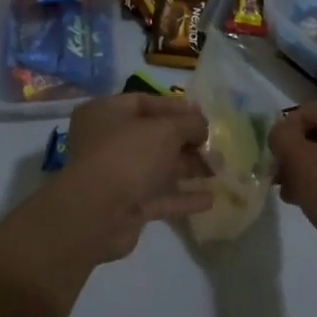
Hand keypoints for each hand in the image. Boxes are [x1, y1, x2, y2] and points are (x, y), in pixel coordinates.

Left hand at [0, 94, 212, 300]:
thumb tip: (202, 126)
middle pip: (153, 137)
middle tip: (216, 146)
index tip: (204, 116)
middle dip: (186, 141)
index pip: (144, 102)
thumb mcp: (165, 130)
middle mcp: (106, 142)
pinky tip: (210, 199)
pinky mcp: (125, 206)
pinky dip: (182, 197)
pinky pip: (158, 197)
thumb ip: (189, 124)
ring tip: (220, 170)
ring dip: (188, 169)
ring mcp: (115, 176)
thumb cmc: (128, 155)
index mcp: (105, 113)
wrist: (96, 214)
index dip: (176, 108)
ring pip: (157, 168)